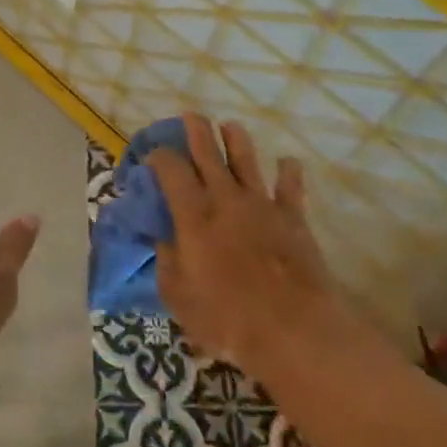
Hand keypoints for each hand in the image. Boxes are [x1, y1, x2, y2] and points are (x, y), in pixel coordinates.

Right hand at [151, 114, 372, 378]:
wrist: (294, 330)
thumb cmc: (227, 318)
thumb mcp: (178, 297)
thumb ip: (166, 261)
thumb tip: (162, 238)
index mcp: (193, 213)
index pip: (171, 169)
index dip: (159, 156)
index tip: (152, 156)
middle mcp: (225, 197)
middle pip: (208, 151)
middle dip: (196, 130)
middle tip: (190, 116)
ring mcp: (261, 204)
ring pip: (246, 158)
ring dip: (236, 139)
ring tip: (230, 126)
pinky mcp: (292, 217)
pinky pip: (290, 186)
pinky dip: (288, 172)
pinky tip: (287, 162)